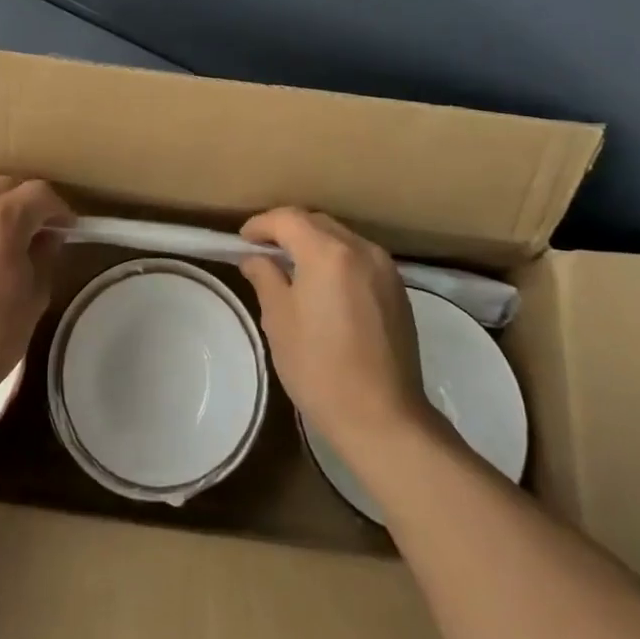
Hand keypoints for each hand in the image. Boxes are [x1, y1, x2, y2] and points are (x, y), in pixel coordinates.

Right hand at [239, 208, 436, 458]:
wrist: (384, 419)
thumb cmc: (320, 369)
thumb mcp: (279, 321)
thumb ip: (265, 278)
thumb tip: (255, 259)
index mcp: (328, 252)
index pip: (288, 219)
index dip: (261, 225)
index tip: (242, 240)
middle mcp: (361, 249)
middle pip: (316, 223)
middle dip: (287, 230)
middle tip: (262, 251)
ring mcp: (385, 268)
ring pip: (340, 238)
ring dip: (313, 244)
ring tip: (291, 267)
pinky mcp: (397, 290)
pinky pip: (358, 258)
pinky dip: (336, 259)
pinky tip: (323, 285)